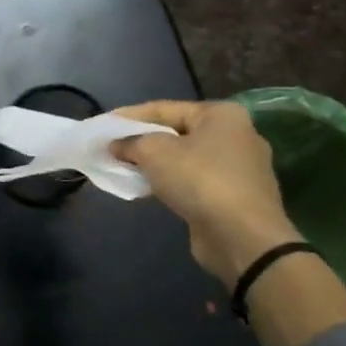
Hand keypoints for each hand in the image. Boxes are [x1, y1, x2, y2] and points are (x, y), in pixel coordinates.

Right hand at [109, 100, 297, 286]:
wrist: (242, 236)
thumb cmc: (199, 180)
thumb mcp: (154, 152)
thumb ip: (130, 143)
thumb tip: (115, 145)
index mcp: (222, 115)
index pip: (165, 108)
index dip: (129, 116)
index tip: (103, 124)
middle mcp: (237, 135)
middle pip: (177, 132)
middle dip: (144, 140)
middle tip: (113, 147)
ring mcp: (241, 168)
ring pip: (186, 158)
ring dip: (157, 164)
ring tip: (126, 168)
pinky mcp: (237, 196)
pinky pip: (196, 181)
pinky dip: (173, 182)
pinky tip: (151, 189)